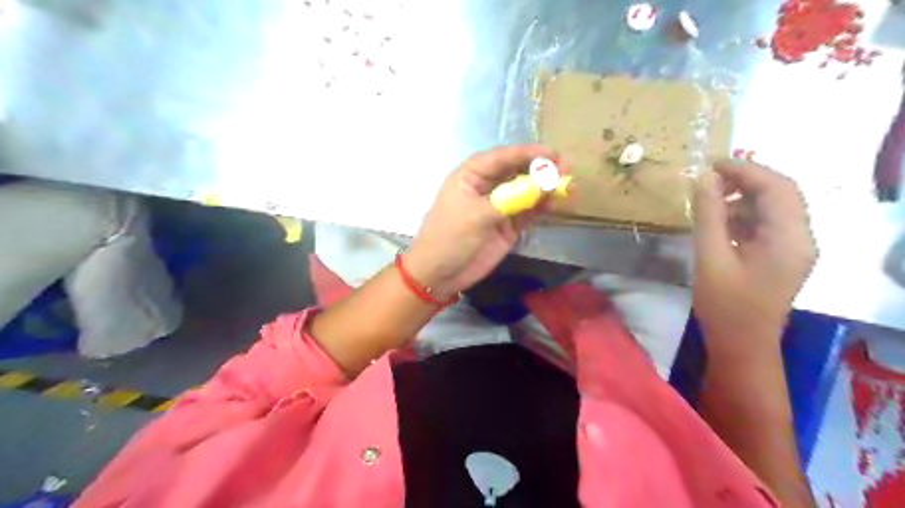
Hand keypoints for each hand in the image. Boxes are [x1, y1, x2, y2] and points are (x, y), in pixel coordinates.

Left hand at [403, 145, 558, 298]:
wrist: (439, 274)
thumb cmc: (450, 238)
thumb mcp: (476, 216)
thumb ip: (511, 200)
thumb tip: (544, 184)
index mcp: (471, 176)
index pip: (501, 157)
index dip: (527, 153)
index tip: (552, 154)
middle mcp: (486, 187)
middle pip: (517, 171)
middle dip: (540, 169)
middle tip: (565, 170)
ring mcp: (499, 207)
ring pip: (525, 191)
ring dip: (545, 189)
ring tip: (568, 186)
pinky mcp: (507, 226)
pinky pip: (528, 212)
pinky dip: (542, 207)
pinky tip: (556, 203)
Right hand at [695, 161, 817, 347]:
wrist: (742, 345)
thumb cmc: (725, 304)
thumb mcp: (710, 257)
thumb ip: (709, 215)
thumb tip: (704, 179)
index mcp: (790, 238)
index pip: (777, 188)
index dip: (745, 170)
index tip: (711, 164)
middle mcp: (801, 238)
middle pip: (781, 194)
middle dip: (746, 180)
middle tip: (709, 178)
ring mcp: (794, 248)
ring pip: (774, 208)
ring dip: (744, 198)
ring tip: (709, 200)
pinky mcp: (782, 257)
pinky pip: (767, 225)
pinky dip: (744, 215)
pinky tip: (720, 222)